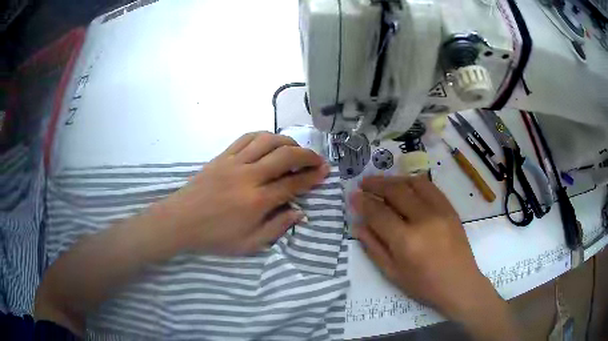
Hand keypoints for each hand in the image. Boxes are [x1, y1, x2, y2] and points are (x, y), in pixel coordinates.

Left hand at [159, 132, 328, 254]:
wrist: (180, 221)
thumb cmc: (214, 237)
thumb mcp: (248, 244)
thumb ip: (276, 228)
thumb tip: (299, 212)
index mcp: (257, 201)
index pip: (293, 183)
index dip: (313, 176)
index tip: (325, 171)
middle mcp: (248, 176)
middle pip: (285, 155)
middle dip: (307, 155)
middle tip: (317, 159)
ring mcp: (234, 163)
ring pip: (267, 141)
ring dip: (287, 141)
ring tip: (295, 149)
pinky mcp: (222, 156)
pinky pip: (246, 138)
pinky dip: (263, 136)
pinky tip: (269, 142)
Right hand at [351, 175, 516, 339]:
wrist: (459, 283)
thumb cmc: (424, 285)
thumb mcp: (393, 273)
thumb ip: (374, 247)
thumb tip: (358, 225)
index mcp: (406, 241)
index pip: (379, 213)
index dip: (363, 202)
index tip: (353, 196)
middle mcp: (423, 220)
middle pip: (396, 192)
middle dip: (375, 184)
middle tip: (363, 183)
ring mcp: (440, 211)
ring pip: (413, 183)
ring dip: (394, 179)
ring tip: (381, 182)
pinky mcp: (450, 208)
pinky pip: (430, 187)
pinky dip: (414, 181)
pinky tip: (405, 184)